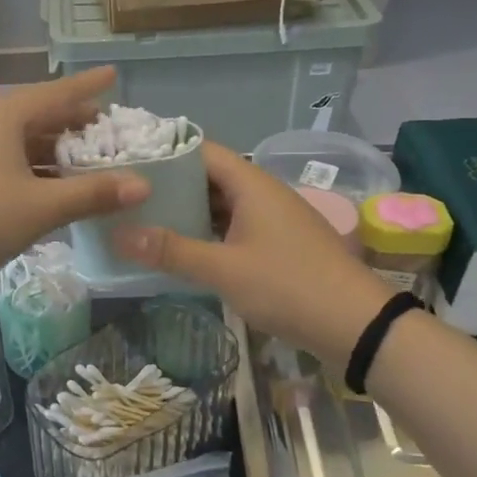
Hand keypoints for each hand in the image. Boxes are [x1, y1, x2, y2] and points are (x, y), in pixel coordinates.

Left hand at [0, 67, 150, 289]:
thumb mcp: (41, 207)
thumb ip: (92, 194)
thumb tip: (144, 184)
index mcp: (8, 116)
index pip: (60, 93)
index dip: (90, 86)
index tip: (115, 74)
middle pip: (42, 117)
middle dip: (76, 125)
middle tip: (110, 134)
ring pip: (23, 143)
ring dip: (56, 153)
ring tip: (87, 165)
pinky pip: (8, 162)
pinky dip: (34, 171)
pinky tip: (49, 191)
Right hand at [113, 140, 391, 363]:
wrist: (358, 326)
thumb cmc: (288, 286)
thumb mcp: (224, 270)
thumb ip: (171, 250)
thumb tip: (118, 233)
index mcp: (251, 184)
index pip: (200, 150)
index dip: (163, 152)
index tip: (127, 163)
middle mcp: (262, 193)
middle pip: (208, 177)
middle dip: (169, 186)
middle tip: (126, 197)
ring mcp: (273, 219)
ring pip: (221, 204)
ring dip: (187, 212)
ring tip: (143, 221)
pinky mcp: (279, 244)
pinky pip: (234, 226)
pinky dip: (207, 232)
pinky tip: (181, 249)